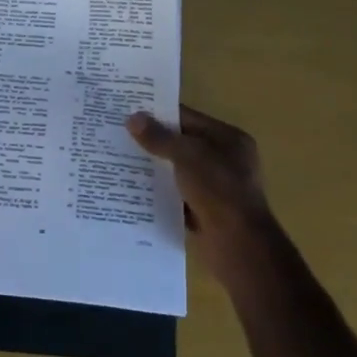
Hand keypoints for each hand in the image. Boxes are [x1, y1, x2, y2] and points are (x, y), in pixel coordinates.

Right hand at [127, 104, 274, 278]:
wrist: (238, 245)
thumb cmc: (218, 190)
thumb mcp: (187, 156)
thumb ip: (160, 137)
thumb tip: (132, 118)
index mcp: (228, 139)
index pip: (188, 118)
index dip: (159, 113)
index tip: (128, 110)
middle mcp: (225, 159)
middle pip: (182, 143)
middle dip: (153, 141)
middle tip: (118, 134)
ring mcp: (216, 187)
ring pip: (177, 170)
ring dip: (154, 168)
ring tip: (118, 160)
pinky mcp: (205, 211)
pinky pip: (177, 194)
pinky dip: (160, 192)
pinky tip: (133, 189)